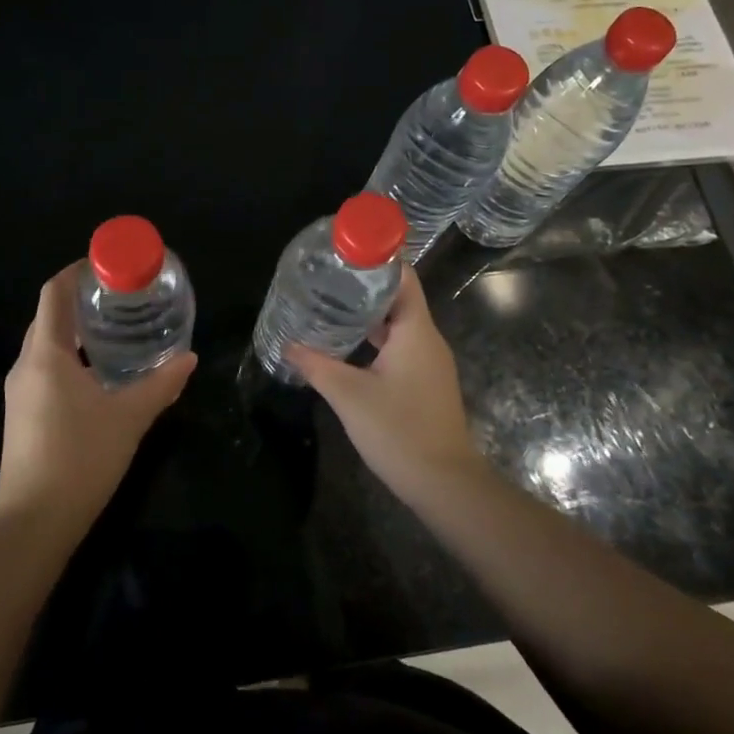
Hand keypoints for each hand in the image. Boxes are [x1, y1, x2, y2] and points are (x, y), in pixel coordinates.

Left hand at [0, 264, 197, 529]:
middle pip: (49, 316)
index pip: (54, 293)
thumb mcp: (129, 417)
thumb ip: (160, 384)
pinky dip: (70, 359)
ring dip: (76, 332)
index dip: (77, 272)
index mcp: (46, 354)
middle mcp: (25, 365)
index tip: (107, 266)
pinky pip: (44, 369)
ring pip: (46, 345)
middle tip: (122, 298)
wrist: (33, 523)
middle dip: (81, 301)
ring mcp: (18, 392)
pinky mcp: (21, 415)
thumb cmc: (80, 458)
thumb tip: (189, 359)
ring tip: (115, 332)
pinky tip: (98, 375)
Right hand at [285, 274, 485, 500]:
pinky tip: (349, 345)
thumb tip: (288, 345)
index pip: (402, 277)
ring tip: (331, 304)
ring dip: (369, 314)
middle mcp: (427, 339)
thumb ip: (317, 366)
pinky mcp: (425, 382)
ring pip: (398, 324)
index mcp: (415, 330)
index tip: (345, 250)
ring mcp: (429, 362)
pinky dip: (376, 338)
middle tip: (327, 277)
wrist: (444, 483)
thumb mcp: (349, 395)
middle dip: (365, 285)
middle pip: (398, 297)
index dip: (377, 258)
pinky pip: (400, 346)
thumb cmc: (399, 430)